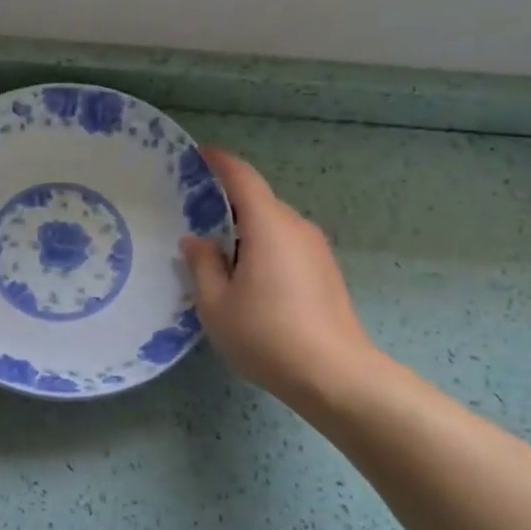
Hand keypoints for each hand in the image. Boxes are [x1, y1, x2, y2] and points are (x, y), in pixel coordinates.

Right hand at [179, 148, 381, 408]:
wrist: (335, 375)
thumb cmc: (266, 334)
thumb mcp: (216, 304)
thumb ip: (202, 265)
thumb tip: (196, 241)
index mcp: (268, 225)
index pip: (243, 178)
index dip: (219, 162)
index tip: (198, 154)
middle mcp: (297, 227)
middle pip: (259, 201)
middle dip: (228, 202)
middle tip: (195, 215)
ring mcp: (317, 249)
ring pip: (274, 225)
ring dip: (246, 229)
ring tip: (218, 252)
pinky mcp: (326, 271)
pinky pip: (287, 244)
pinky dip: (264, 247)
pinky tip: (249, 278)